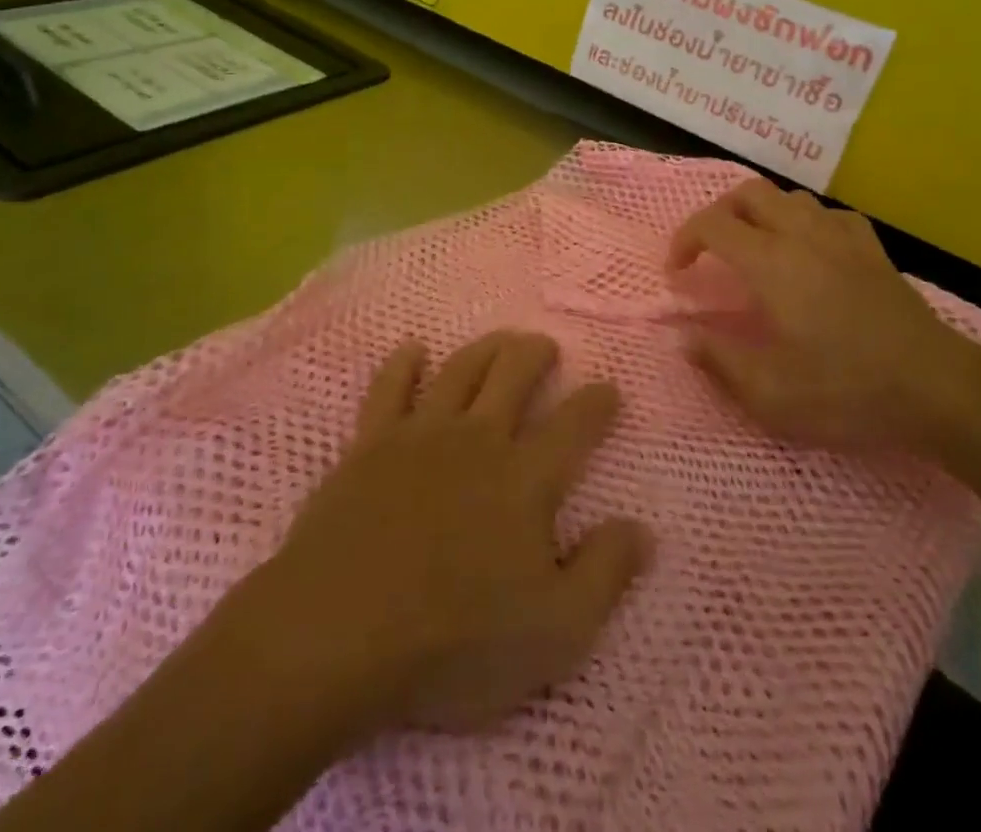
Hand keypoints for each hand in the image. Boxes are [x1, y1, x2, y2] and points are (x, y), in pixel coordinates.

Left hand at [262, 331, 649, 733]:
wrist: (338, 634)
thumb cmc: (454, 641)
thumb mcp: (555, 631)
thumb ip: (605, 574)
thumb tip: (642, 528)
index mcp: (525, 478)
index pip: (574, 425)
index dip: (597, 402)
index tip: (609, 389)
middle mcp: (477, 439)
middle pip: (514, 373)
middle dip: (536, 353)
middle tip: (547, 346)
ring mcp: (420, 435)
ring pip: (460, 369)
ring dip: (485, 347)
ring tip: (500, 340)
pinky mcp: (369, 444)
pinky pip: (389, 387)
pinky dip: (404, 363)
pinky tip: (413, 350)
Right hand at [667, 178, 980, 458]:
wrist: (937, 388)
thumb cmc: (848, 391)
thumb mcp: (771, 394)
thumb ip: (719, 361)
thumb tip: (684, 337)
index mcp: (770, 263)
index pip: (712, 225)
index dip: (684, 241)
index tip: (677, 274)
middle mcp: (801, 235)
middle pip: (747, 193)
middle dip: (718, 214)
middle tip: (710, 251)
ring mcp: (841, 236)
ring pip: (788, 197)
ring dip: (760, 214)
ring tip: (753, 249)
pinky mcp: (872, 248)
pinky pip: (828, 214)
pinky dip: (804, 223)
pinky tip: (808, 251)